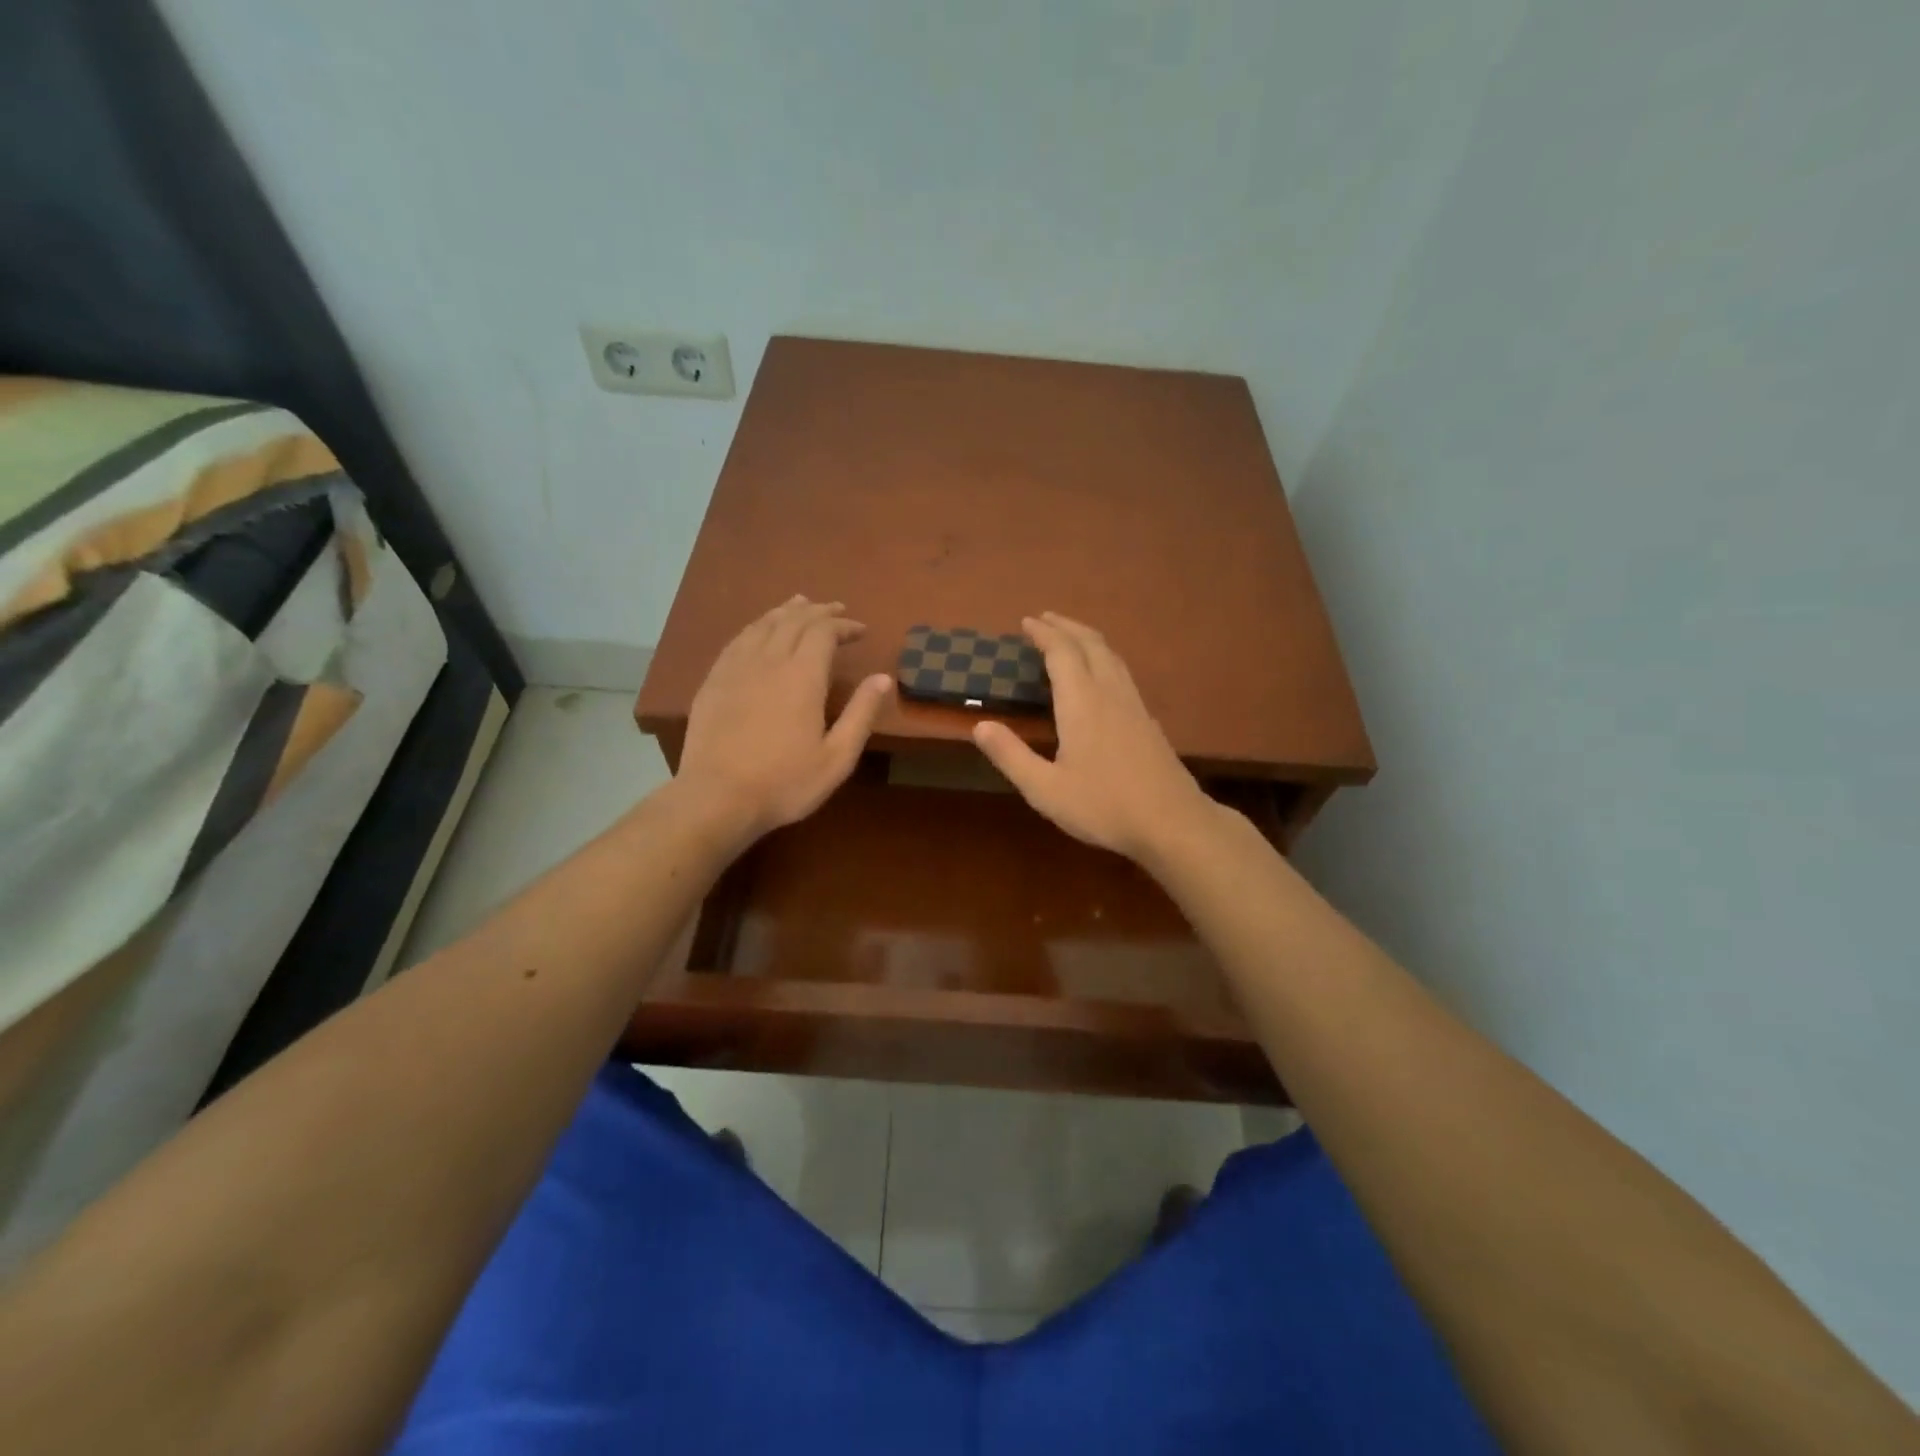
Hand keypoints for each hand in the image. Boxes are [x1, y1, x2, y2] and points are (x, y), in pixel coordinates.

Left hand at [676, 596, 893, 841]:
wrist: (717, 798)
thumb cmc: (785, 783)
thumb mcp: (837, 757)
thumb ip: (861, 714)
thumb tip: (883, 678)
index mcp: (802, 676)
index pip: (824, 632)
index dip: (843, 625)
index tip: (860, 630)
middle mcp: (768, 661)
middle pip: (794, 620)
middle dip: (819, 612)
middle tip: (836, 610)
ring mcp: (736, 668)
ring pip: (763, 625)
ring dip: (786, 611)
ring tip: (800, 605)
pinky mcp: (713, 681)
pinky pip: (738, 640)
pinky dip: (756, 627)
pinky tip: (760, 631)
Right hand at [972, 612, 1215, 864]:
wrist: (1172, 822)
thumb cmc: (1104, 806)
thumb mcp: (1045, 789)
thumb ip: (1011, 756)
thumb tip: (980, 726)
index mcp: (1082, 703)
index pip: (1062, 653)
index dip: (1043, 633)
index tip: (1026, 622)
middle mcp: (1110, 693)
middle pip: (1090, 644)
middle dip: (1066, 627)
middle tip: (1045, 619)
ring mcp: (1134, 704)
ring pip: (1111, 656)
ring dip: (1087, 639)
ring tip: (1070, 638)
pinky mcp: (1148, 720)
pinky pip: (1122, 672)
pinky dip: (1103, 658)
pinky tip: (1101, 676)